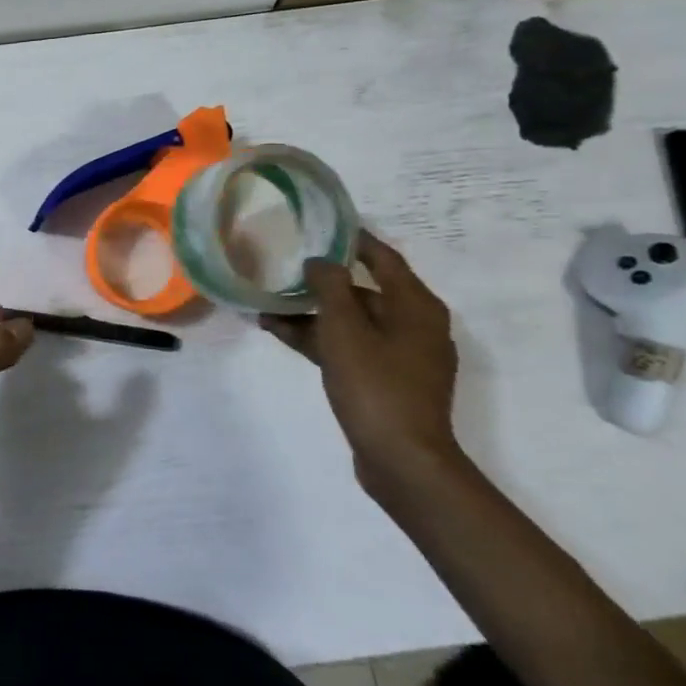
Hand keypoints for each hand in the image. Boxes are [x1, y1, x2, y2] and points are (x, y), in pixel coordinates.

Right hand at [260, 230, 463, 500]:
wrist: (401, 459)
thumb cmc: (375, 385)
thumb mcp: (345, 329)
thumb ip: (330, 287)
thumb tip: (321, 262)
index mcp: (416, 306)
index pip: (383, 258)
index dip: (354, 240)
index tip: (322, 225)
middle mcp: (415, 325)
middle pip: (365, 291)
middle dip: (322, 282)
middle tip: (286, 267)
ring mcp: (401, 356)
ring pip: (352, 322)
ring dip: (313, 313)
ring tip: (269, 306)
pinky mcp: (386, 380)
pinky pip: (350, 347)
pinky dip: (320, 339)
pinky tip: (281, 333)